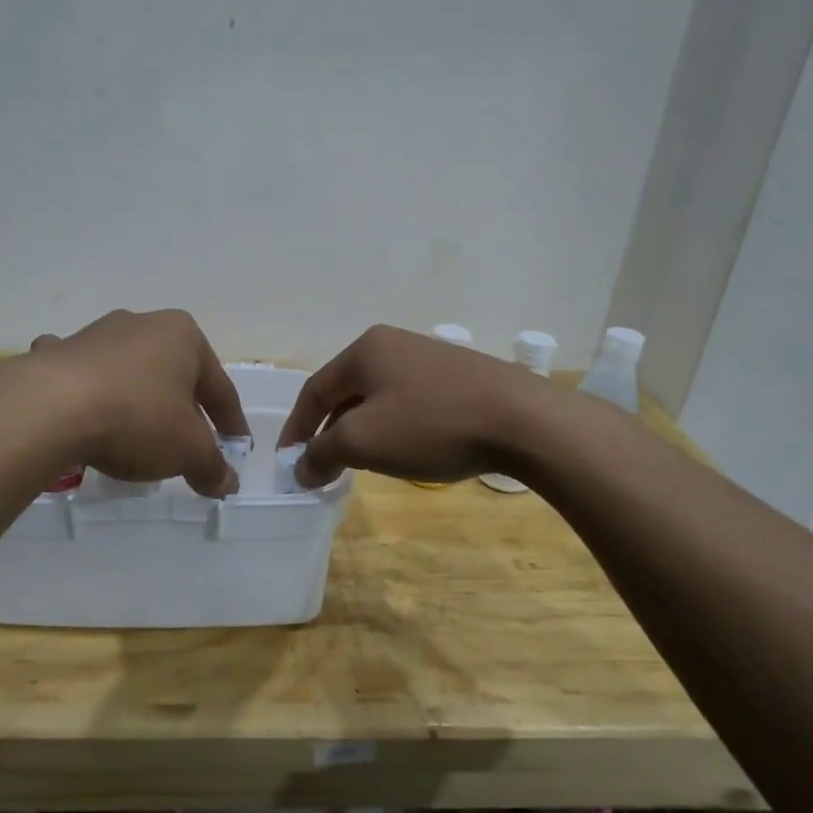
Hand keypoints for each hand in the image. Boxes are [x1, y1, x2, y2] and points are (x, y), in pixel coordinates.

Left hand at [24, 309, 247, 498]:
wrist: (50, 407)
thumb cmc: (137, 418)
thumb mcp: (187, 450)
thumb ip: (212, 466)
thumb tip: (227, 483)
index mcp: (184, 337)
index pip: (220, 387)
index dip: (231, 423)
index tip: (236, 449)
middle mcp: (142, 325)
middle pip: (174, 376)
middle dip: (183, 410)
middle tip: (188, 446)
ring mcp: (96, 335)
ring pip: (129, 374)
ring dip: (138, 400)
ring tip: (137, 436)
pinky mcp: (58, 354)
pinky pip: (84, 377)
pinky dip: (89, 393)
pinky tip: (82, 413)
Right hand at [276, 325, 545, 487]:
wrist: (523, 420)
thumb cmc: (431, 425)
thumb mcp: (363, 441)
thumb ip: (322, 453)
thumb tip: (301, 468)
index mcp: (365, 350)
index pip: (314, 390)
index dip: (297, 428)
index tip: (289, 462)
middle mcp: (394, 344)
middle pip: (346, 391)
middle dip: (330, 430)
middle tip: (323, 465)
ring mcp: (430, 357)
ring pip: (380, 397)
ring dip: (363, 430)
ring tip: (362, 462)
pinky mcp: (460, 376)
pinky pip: (411, 402)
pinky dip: (396, 427)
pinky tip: (408, 450)